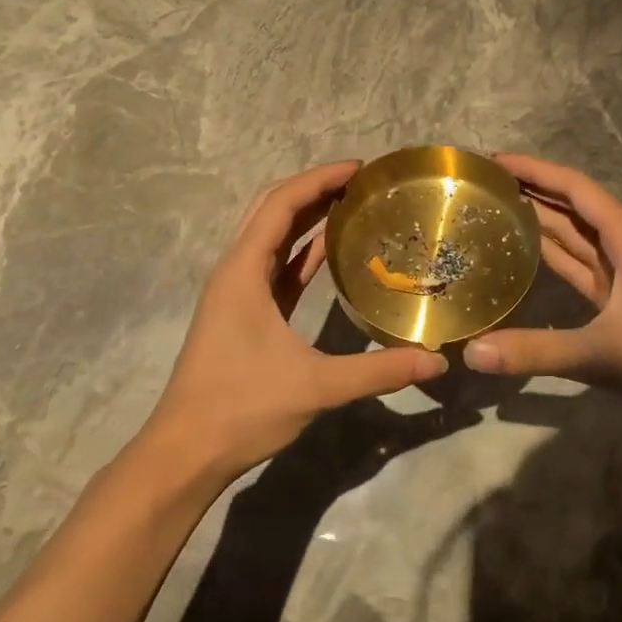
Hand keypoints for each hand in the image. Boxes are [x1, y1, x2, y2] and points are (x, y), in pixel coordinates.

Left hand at [143, 160, 446, 480]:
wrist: (186, 453)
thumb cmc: (241, 409)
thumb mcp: (315, 387)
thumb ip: (377, 371)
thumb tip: (435, 361)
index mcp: (243, 271)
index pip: (281, 204)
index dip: (319, 179)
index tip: (360, 168)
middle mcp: (236, 271)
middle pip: (272, 210)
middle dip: (315, 189)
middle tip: (362, 182)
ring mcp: (237, 292)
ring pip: (272, 237)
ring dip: (307, 216)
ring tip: (353, 204)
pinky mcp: (244, 313)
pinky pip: (276, 266)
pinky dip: (302, 250)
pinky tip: (332, 250)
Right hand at [464, 154, 621, 416]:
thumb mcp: (600, 355)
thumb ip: (535, 350)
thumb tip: (471, 353)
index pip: (575, 189)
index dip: (535, 170)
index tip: (493, 160)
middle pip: (571, 207)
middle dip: (530, 190)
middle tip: (480, 183)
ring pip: (572, 236)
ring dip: (536, 220)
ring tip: (490, 207)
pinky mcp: (618, 299)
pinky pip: (576, 265)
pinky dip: (548, 256)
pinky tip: (518, 252)